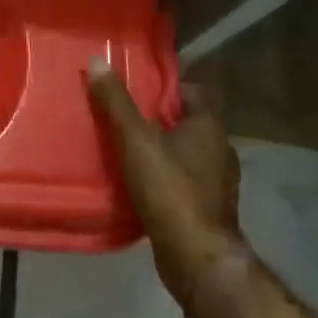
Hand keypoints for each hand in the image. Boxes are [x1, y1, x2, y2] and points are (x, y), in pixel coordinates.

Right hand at [88, 63, 243, 305]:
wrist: (197, 258)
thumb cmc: (170, 189)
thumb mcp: (135, 139)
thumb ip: (115, 102)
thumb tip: (97, 60)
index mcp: (209, 126)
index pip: (192, 91)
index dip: (166, 86)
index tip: (137, 87)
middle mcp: (221, 149)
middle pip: (187, 122)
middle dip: (158, 118)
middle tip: (123, 116)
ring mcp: (218, 182)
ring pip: (186, 153)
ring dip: (161, 150)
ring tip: (126, 149)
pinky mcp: (208, 208)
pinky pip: (184, 181)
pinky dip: (165, 177)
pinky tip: (139, 183)